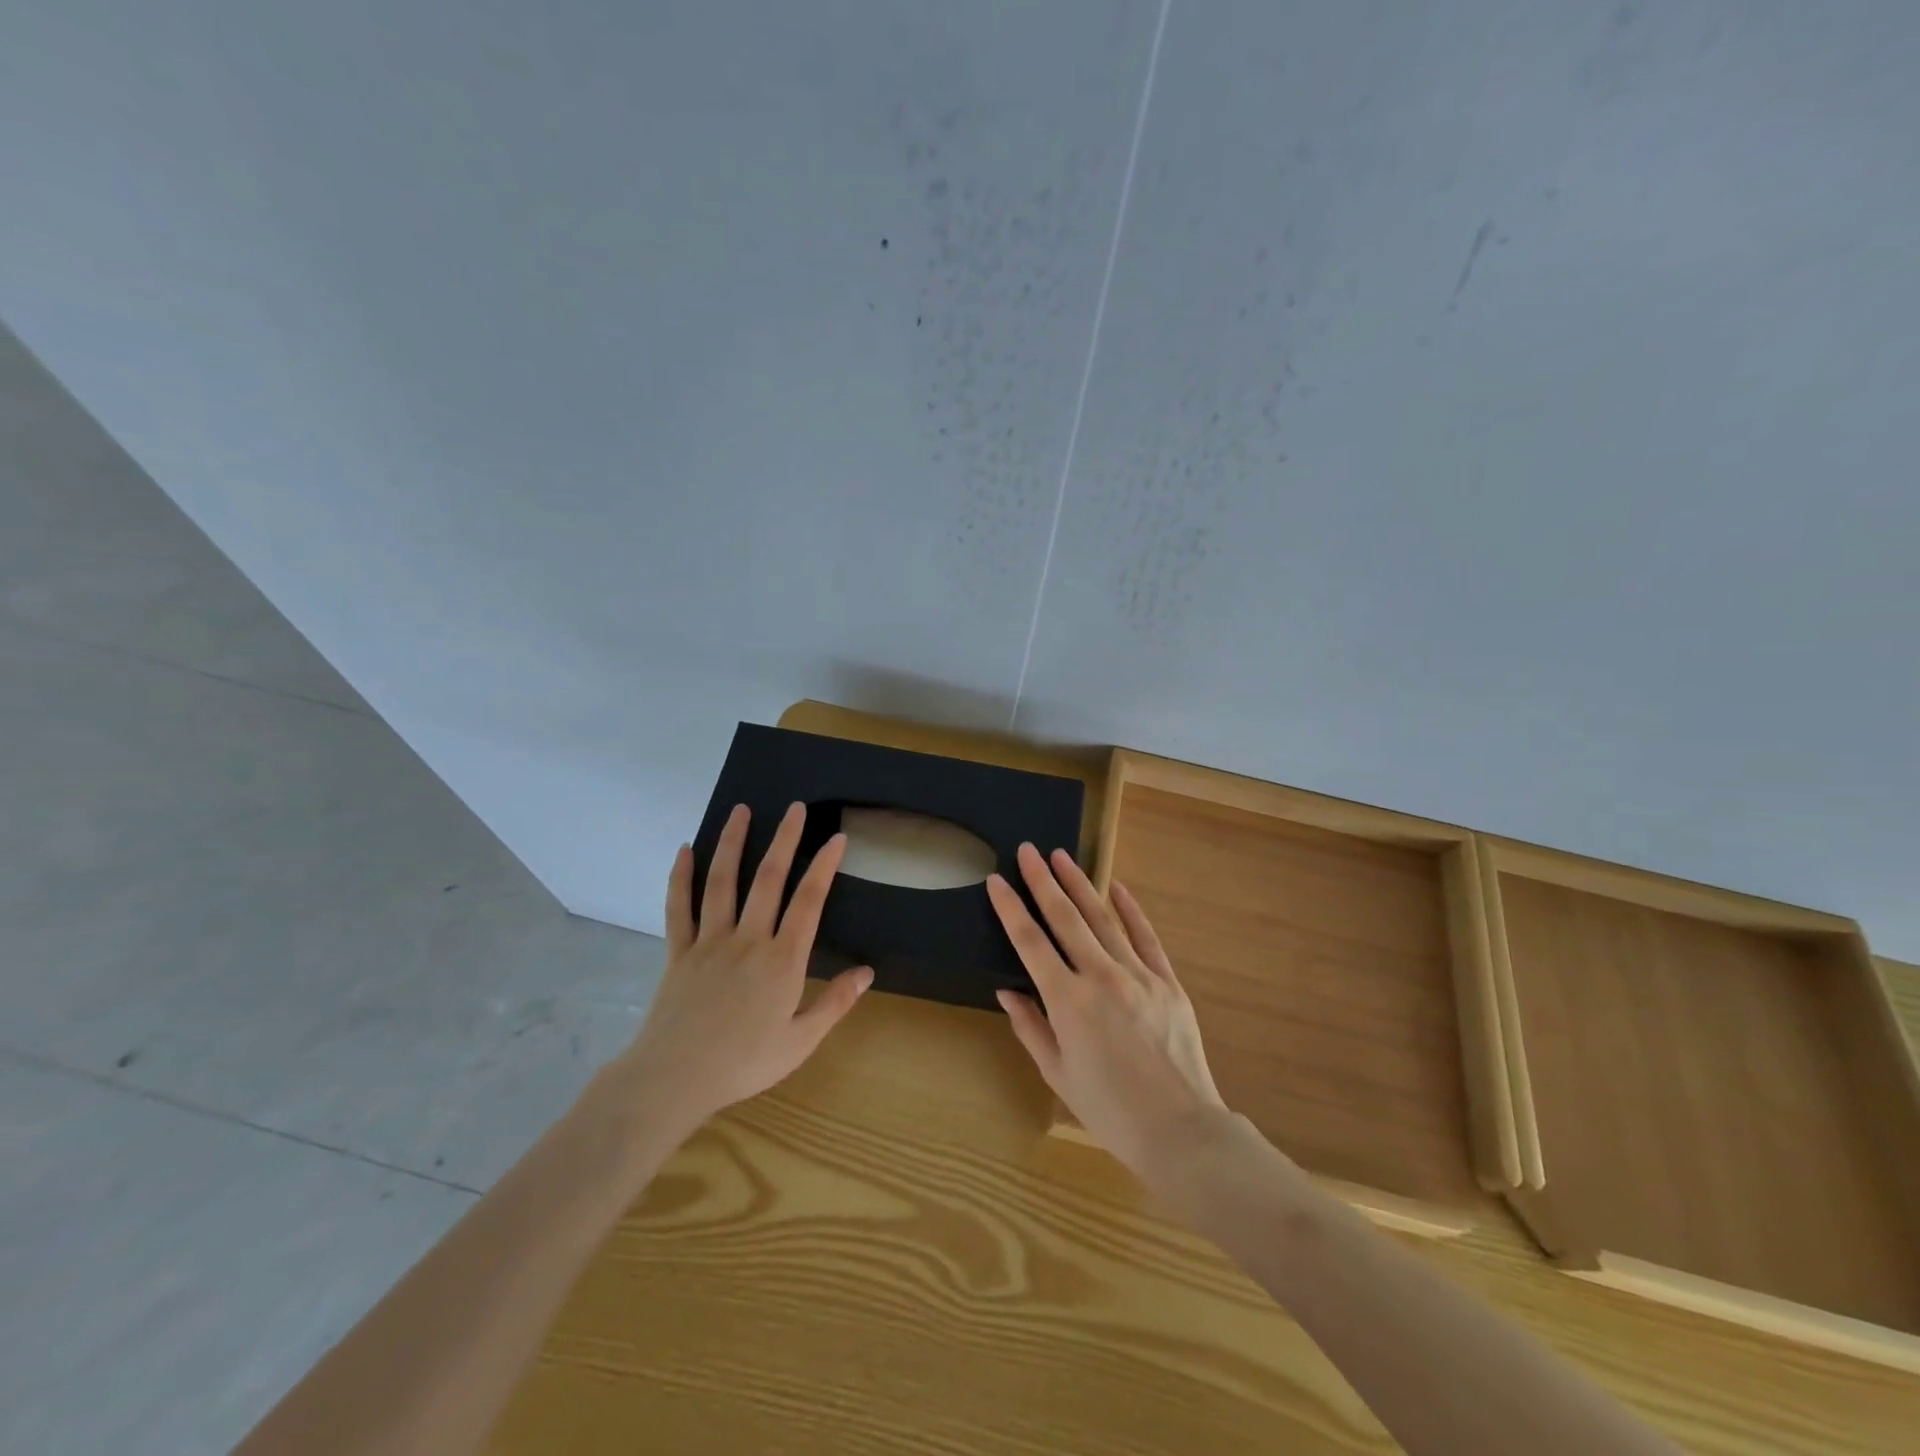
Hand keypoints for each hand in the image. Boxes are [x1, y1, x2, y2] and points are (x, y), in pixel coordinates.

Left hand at [618, 802, 872, 1139]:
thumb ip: (835, 1003)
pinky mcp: (679, 951)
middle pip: (769, 879)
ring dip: (733, 843)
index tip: (836, 838)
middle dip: (785, 839)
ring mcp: (710, 941)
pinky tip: (685, 850)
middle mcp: (748, 939)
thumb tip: (868, 971)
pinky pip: (679, 907)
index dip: (824, 867)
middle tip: (795, 808)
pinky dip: (680, 876)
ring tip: (742, 811)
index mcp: (782, 960)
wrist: (674, 1079)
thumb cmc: (744, 1063)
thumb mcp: (800, 1041)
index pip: (809, 901)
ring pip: (723, 882)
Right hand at [988, 843, 1227, 1184]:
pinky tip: (1117, 888)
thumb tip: (1008, 989)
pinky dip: (1131, 910)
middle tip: (1029, 850)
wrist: (1179, 1129)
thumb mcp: (1057, 1072)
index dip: (1010, 908)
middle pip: (1065, 918)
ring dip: (1080, 885)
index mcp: (1068, 1002)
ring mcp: (1138, 975)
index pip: (1030, 942)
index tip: (996, 880)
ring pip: (1103, 918)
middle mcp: (1101, 977)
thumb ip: (1030, 1026)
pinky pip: (1146, 937)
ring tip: (1062, 857)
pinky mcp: (1167, 981)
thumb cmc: (1109, 1109)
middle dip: (1043, 881)